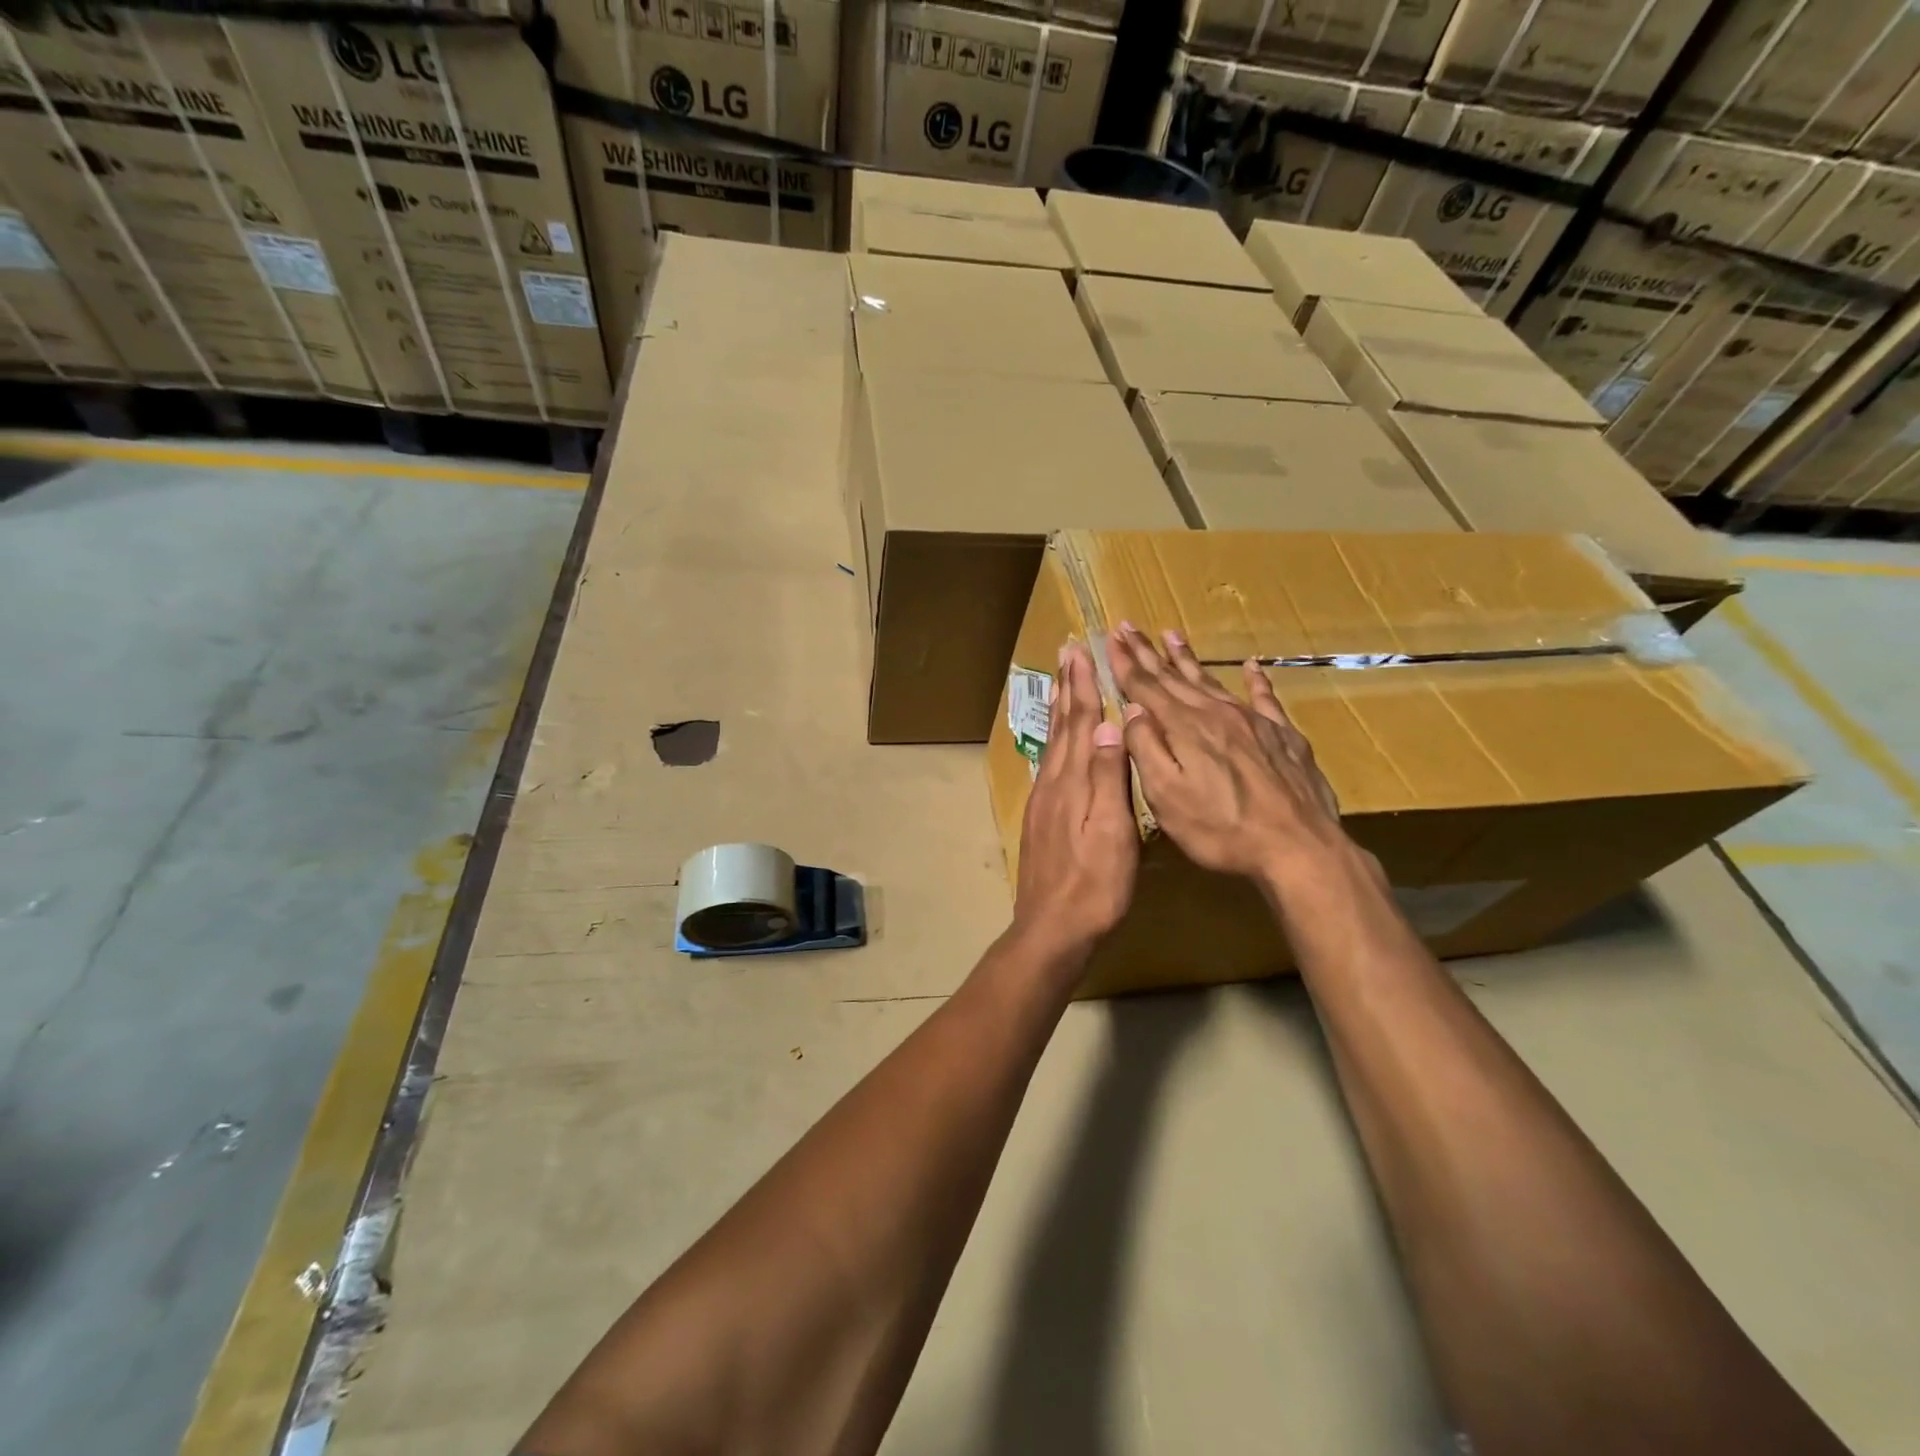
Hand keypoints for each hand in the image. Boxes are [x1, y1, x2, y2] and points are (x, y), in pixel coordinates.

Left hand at [1011, 641, 1137, 962]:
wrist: (1052, 929)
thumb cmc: (1094, 885)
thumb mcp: (1111, 833)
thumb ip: (1107, 777)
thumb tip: (1107, 724)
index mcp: (1072, 782)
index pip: (1079, 722)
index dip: (1082, 686)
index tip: (1080, 652)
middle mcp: (1052, 783)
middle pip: (1061, 726)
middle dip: (1066, 687)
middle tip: (1065, 653)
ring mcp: (1043, 801)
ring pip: (1053, 743)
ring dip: (1059, 709)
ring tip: (1062, 683)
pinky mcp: (1040, 818)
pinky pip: (1049, 764)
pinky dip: (1055, 740)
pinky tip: (1058, 742)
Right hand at [1108, 623, 1351, 893]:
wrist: (1298, 847)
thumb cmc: (1221, 829)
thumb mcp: (1166, 797)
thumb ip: (1146, 749)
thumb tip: (1130, 711)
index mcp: (1184, 728)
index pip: (1146, 687)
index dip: (1125, 662)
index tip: (1110, 636)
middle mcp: (1216, 714)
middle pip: (1175, 677)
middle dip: (1148, 652)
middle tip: (1128, 627)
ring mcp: (1253, 722)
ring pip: (1212, 681)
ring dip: (1188, 658)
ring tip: (1172, 634)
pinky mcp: (1283, 736)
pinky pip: (1265, 697)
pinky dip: (1256, 679)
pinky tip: (1252, 665)